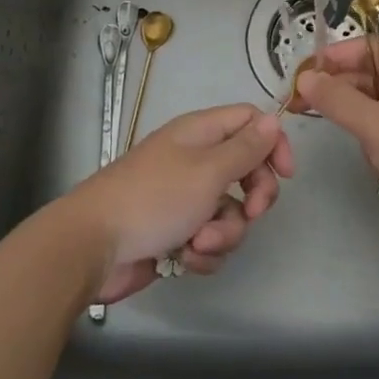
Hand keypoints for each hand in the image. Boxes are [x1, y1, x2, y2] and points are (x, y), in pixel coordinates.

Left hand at [62, 105, 294, 303]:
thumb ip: (246, 148)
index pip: (251, 121)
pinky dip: (203, 252)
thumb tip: (273, 120)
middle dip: (253, 197)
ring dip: (225, 233)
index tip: (285, 174)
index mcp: (201, 133)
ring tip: (198, 242)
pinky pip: (211, 240)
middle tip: (250, 212)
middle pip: (247, 171)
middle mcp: (196, 160)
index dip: (273, 143)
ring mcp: (186, 199)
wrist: (92, 247)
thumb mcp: (208, 170)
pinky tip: (184, 258)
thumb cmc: (154, 199)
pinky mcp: (177, 233)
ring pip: (232, 213)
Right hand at [295, 39, 378, 255]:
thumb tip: (305, 78)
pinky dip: (376, 137)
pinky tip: (373, 158)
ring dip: (359, 117)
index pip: (371, 48)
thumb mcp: (375, 125)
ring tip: (344, 134)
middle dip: (340, 89)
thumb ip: (337, 99)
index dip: (336, 56)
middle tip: (302, 104)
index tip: (303, 73)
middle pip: (374, 75)